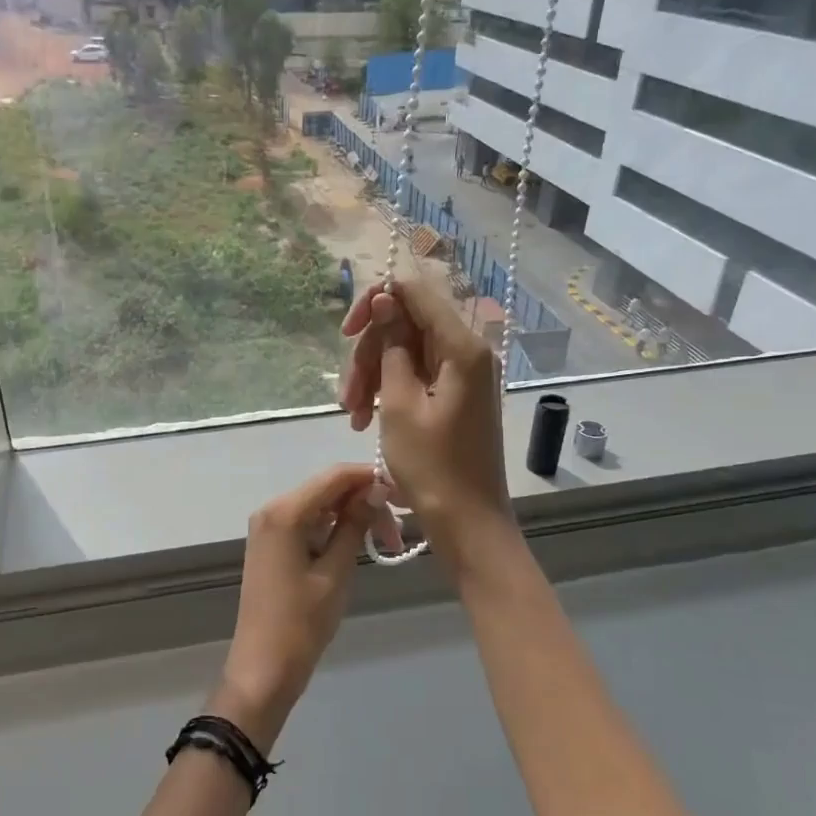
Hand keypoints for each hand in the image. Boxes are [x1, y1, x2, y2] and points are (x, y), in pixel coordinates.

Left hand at [215, 464, 378, 751]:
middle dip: (364, 502)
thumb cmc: (301, 622)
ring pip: (320, 506)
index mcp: (284, 512)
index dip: (370, 478)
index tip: (405, 495)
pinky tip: (357, 546)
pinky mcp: (272, 545)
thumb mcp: (335, 572)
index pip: (334, 476)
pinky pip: (308, 523)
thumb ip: (354, 525)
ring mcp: (269, 527)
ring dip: (352, 518)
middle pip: (327, 489)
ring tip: (386, 544)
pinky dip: (334, 529)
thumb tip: (376, 489)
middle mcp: (272, 509)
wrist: (263, 668)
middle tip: (398, 535)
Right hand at [338, 278, 513, 564]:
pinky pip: (416, 374)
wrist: (468, 523)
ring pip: (405, 351)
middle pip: (406, 324)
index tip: (347, 333)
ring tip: (353, 417)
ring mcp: (462, 373)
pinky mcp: (455, 394)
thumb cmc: (432, 467)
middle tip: (348, 396)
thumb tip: (384, 300)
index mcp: (461, 346)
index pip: (414, 291)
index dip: (375, 302)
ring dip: (372, 376)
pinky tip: (366, 420)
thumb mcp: (398, 403)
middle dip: (369, 353)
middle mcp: (467, 350)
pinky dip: (388, 391)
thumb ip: (391, 346)